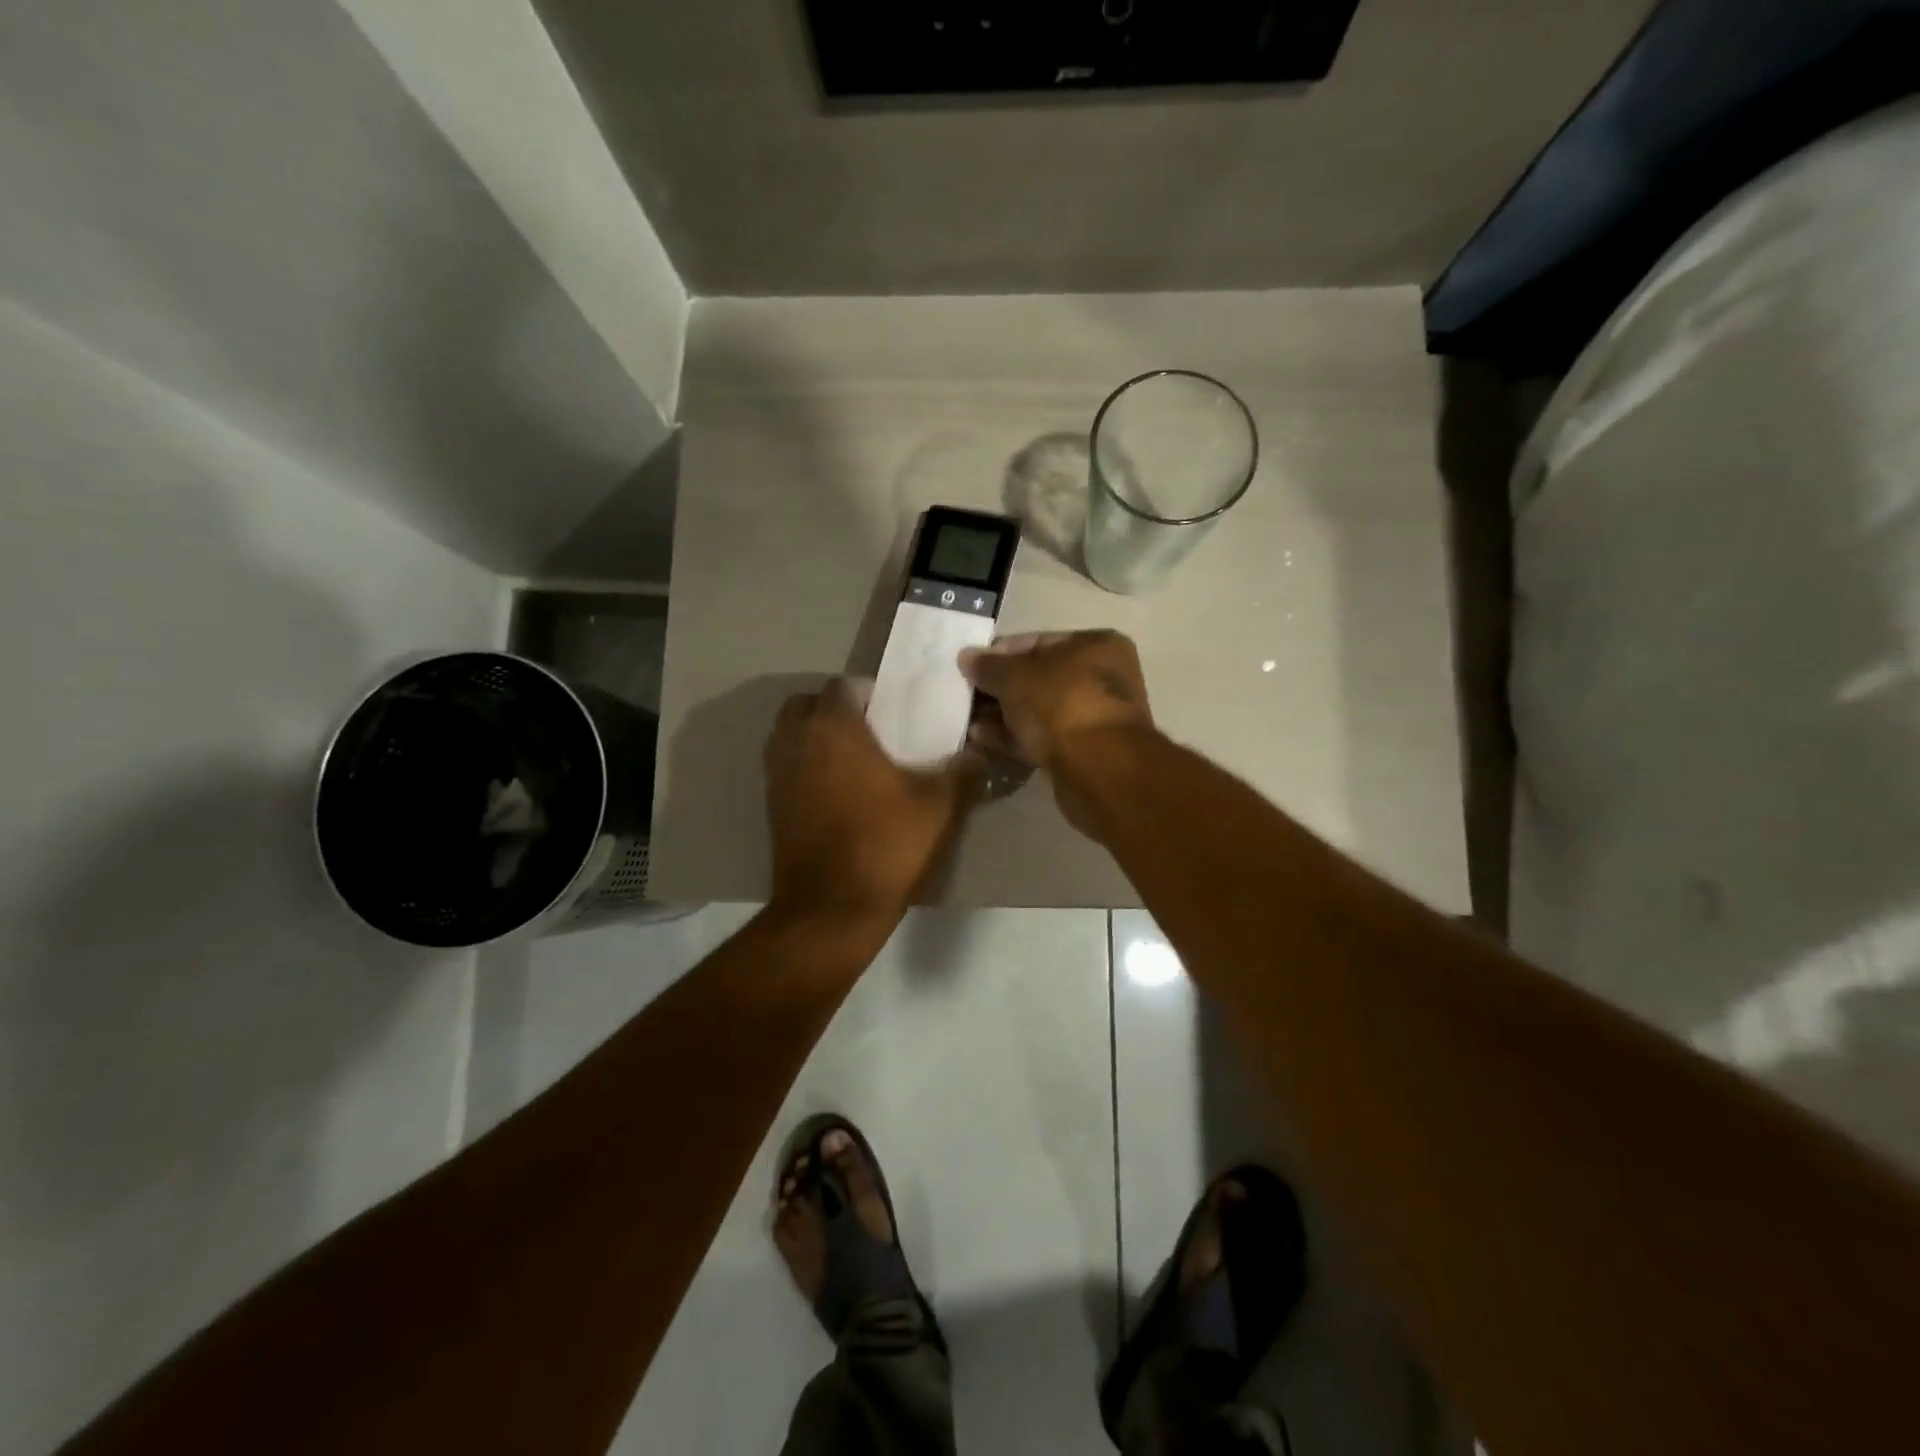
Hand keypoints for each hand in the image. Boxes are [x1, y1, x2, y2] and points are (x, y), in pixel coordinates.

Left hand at [764, 679, 984, 935]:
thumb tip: (979, 753)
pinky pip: (787, 768)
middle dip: (835, 711)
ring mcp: (776, 776)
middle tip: (872, 733)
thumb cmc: (886, 845)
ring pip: (791, 737)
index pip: (843, 685)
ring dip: (817, 738)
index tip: (897, 714)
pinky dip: (806, 768)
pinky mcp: (771, 807)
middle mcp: (795, 742)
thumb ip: (965, 771)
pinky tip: (839, 794)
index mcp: (832, 728)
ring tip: (855, 762)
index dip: (871, 693)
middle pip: (807, 705)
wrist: (831, 910)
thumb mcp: (941, 807)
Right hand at [958, 631, 1154, 834]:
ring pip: (1039, 711)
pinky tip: (983, 741)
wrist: (1098, 770)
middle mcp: (1102, 677)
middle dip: (1000, 690)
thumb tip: (966, 656)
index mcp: (1096, 645)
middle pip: (1039, 679)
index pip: (1038, 641)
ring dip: (1004, 716)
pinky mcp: (1084, 752)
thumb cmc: (1061, 705)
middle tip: (966, 699)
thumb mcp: (1015, 677)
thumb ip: (988, 666)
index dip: (1000, 654)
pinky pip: (1043, 738)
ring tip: (968, 723)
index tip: (970, 668)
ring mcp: (1095, 717)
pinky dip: (1015, 738)